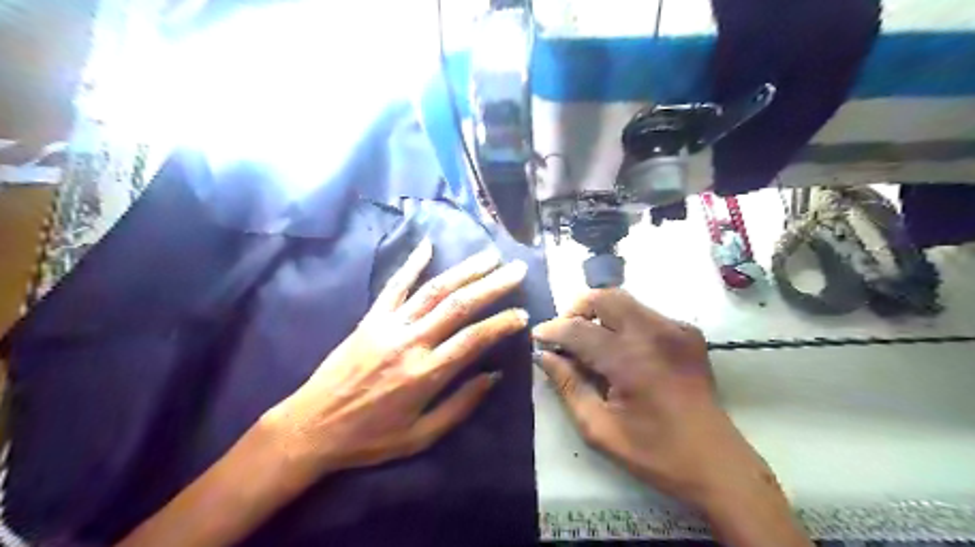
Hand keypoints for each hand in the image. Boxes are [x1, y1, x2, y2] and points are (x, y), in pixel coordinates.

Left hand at [264, 241, 529, 480]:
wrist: (311, 426)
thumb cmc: (370, 438)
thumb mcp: (421, 436)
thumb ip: (460, 405)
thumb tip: (493, 376)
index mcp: (426, 374)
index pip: (474, 339)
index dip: (502, 324)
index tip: (522, 314)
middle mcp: (411, 342)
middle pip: (459, 305)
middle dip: (492, 285)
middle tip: (517, 270)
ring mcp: (389, 325)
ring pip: (433, 290)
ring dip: (464, 270)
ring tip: (489, 256)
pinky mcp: (370, 318)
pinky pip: (394, 285)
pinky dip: (411, 263)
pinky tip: (427, 245)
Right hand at [532, 290, 768, 508]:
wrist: (717, 463)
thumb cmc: (655, 453)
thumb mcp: (600, 429)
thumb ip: (568, 386)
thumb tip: (545, 356)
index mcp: (630, 361)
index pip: (579, 329)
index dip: (553, 329)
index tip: (537, 335)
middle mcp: (654, 333)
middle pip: (604, 297)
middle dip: (577, 308)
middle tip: (565, 333)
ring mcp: (675, 329)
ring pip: (625, 300)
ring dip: (600, 312)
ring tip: (589, 339)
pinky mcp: (688, 333)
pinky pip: (645, 313)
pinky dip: (624, 321)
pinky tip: (621, 348)